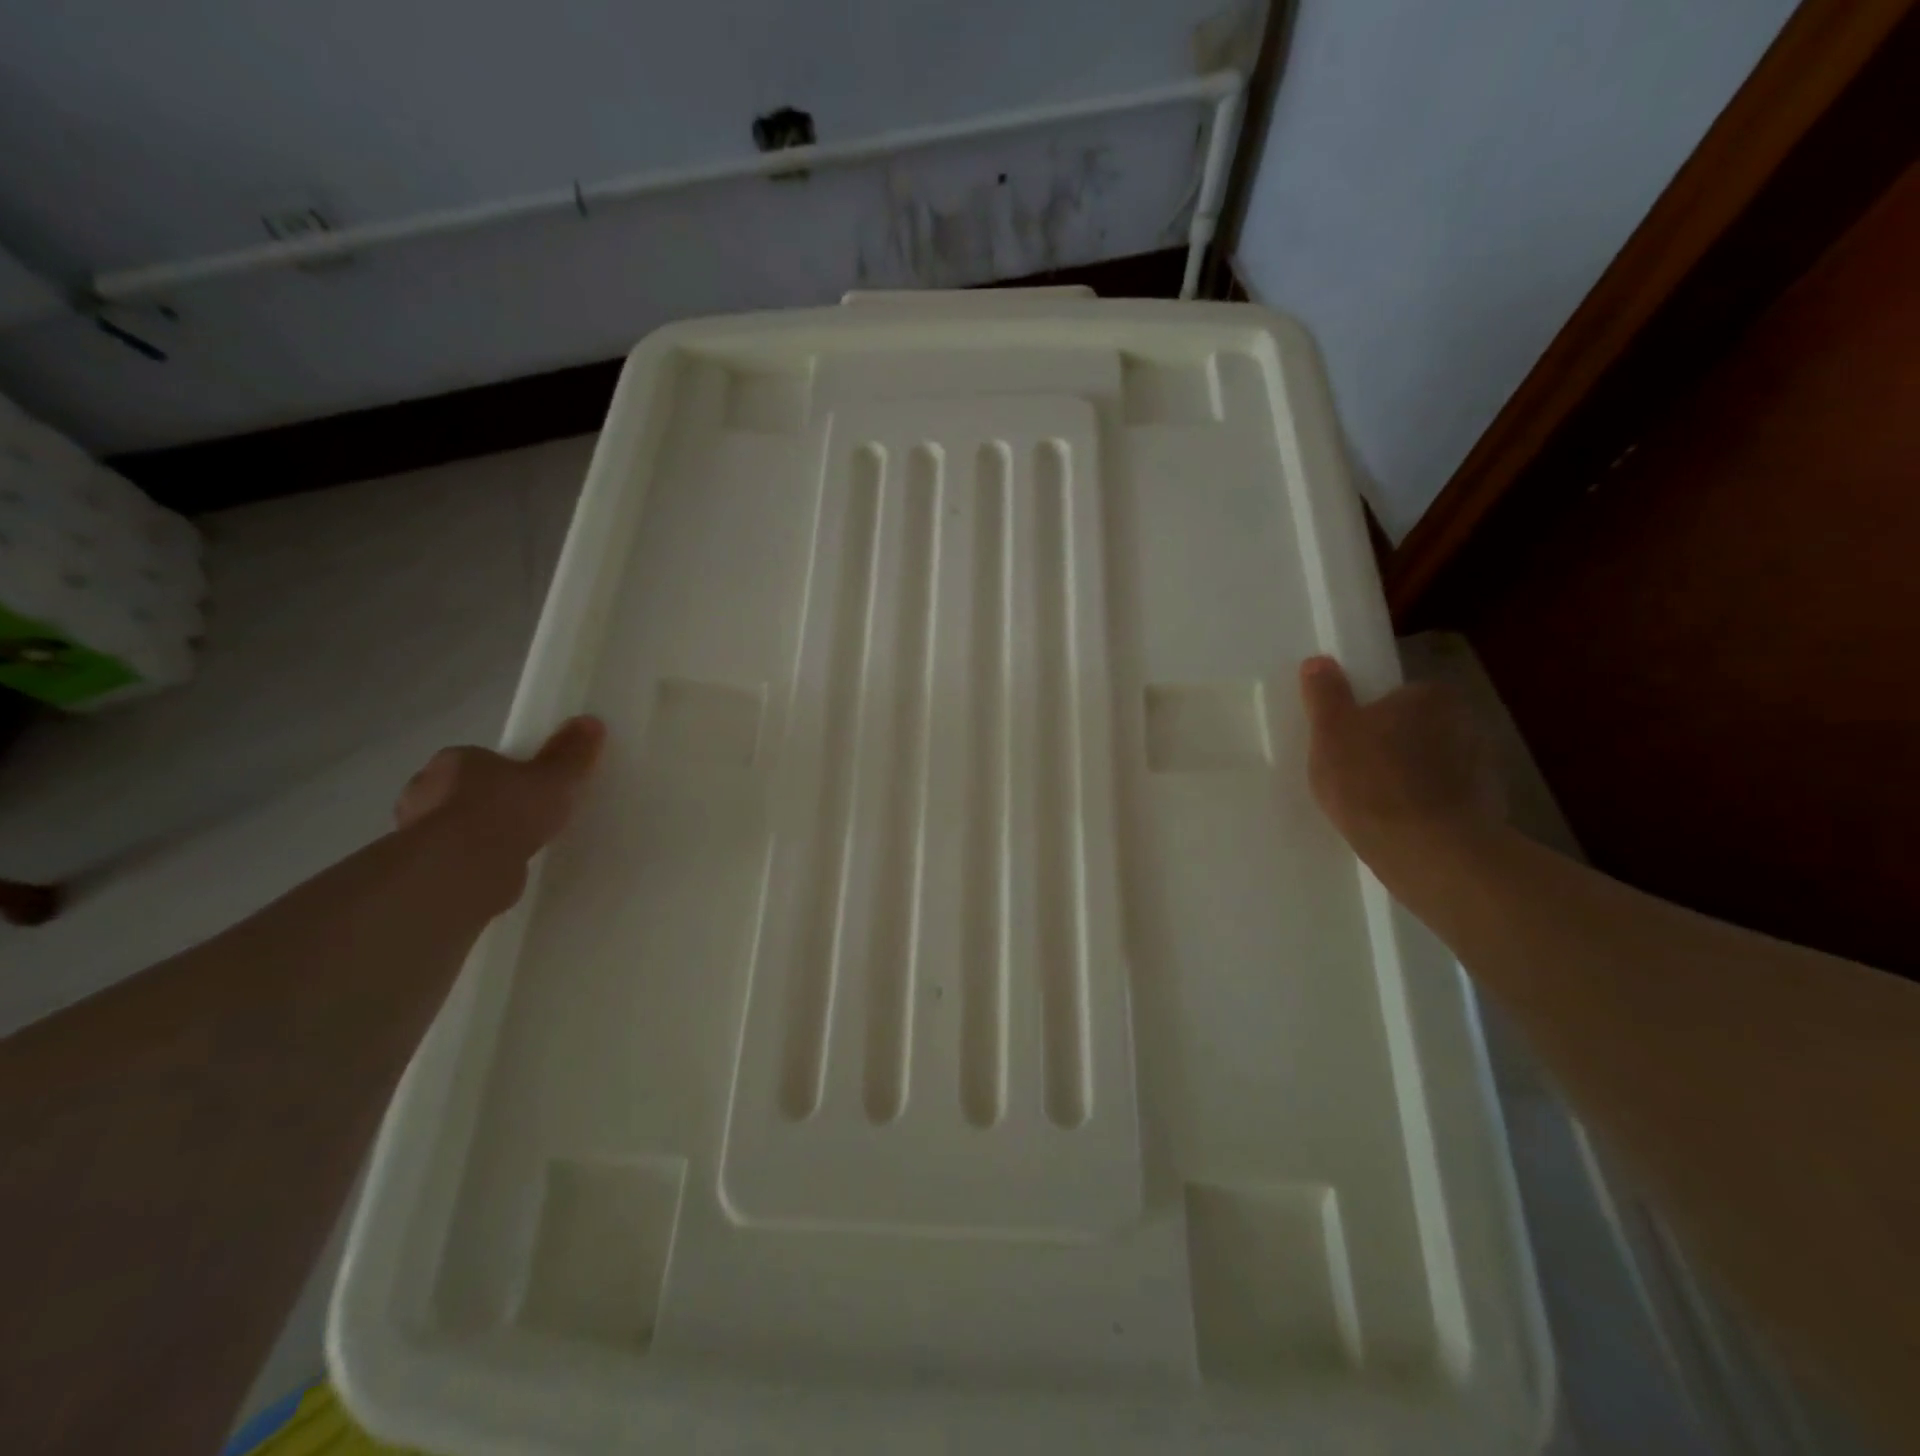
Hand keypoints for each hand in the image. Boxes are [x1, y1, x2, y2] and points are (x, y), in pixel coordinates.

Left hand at [395, 716, 606, 866]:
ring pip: (453, 826)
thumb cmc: (507, 810)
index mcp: (455, 760)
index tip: (529, 787)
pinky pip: (453, 857)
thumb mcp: (553, 778)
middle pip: (462, 791)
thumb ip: (570, 753)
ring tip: (515, 848)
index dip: (504, 772)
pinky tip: (498, 871)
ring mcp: (416, 830)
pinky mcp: (420, 867)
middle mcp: (425, 789)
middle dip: (487, 803)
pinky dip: (472, 862)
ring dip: (477, 834)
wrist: (464, 867)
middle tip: (524, 818)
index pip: (477, 760)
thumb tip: (591, 721)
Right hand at [1297, 657, 1503, 875]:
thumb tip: (1319, 661)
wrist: (1426, 850)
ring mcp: (1483, 766)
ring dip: (1412, 777)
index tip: (1350, 742)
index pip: (1398, 697)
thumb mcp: (1330, 731)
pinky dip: (1428, 806)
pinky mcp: (1488, 806)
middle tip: (1356, 773)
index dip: (1371, 718)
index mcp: (1431, 696)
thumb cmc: (1370, 780)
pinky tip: (1401, 826)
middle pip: (1417, 728)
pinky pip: (1447, 797)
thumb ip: (1325, 694)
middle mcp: (1466, 721)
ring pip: (1434, 763)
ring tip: (1376, 806)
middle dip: (1393, 746)